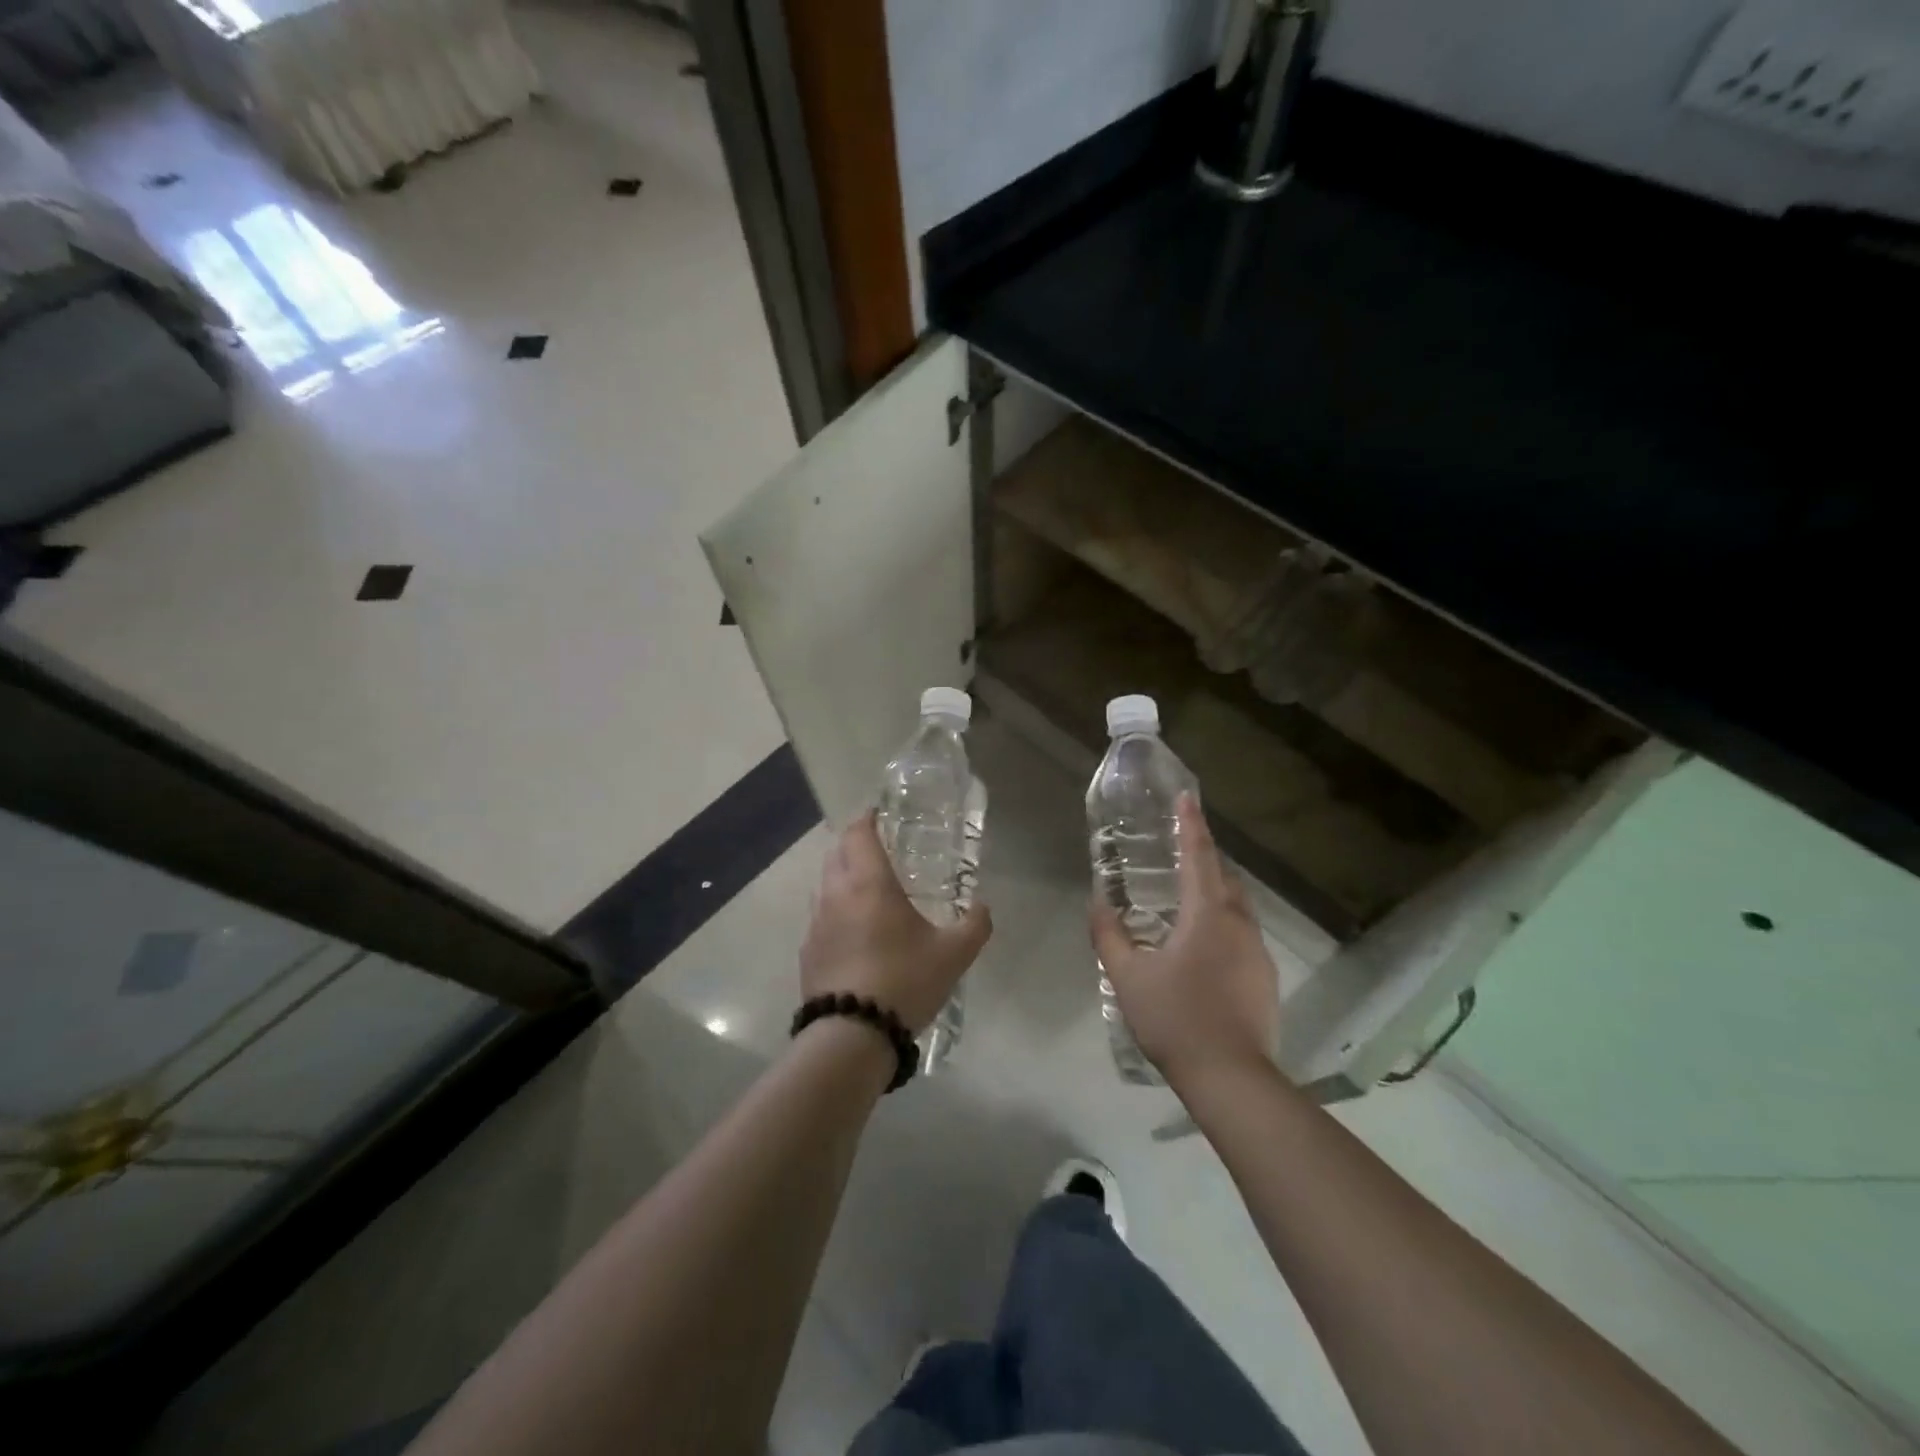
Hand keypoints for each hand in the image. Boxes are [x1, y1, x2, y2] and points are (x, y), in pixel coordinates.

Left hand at [801, 812, 992, 1033]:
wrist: (850, 1036)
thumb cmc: (904, 981)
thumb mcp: (953, 954)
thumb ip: (974, 925)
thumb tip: (982, 907)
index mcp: (870, 884)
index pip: (859, 834)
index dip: (867, 819)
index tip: (880, 815)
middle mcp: (836, 894)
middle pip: (837, 853)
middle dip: (854, 844)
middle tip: (880, 850)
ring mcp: (816, 924)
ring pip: (824, 884)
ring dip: (842, 877)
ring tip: (868, 891)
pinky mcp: (807, 952)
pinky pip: (820, 917)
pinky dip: (835, 912)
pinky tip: (854, 933)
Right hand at [1090, 794, 1279, 1087]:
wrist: (1231, 1077)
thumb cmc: (1175, 1018)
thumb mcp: (1128, 976)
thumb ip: (1109, 935)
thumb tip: (1097, 902)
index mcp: (1207, 914)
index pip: (1199, 856)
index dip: (1191, 824)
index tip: (1188, 796)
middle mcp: (1239, 924)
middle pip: (1225, 878)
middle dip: (1205, 858)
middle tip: (1180, 851)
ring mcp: (1258, 952)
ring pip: (1238, 907)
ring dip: (1216, 893)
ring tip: (1188, 899)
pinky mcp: (1265, 978)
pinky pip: (1243, 935)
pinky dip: (1224, 924)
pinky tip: (1204, 949)